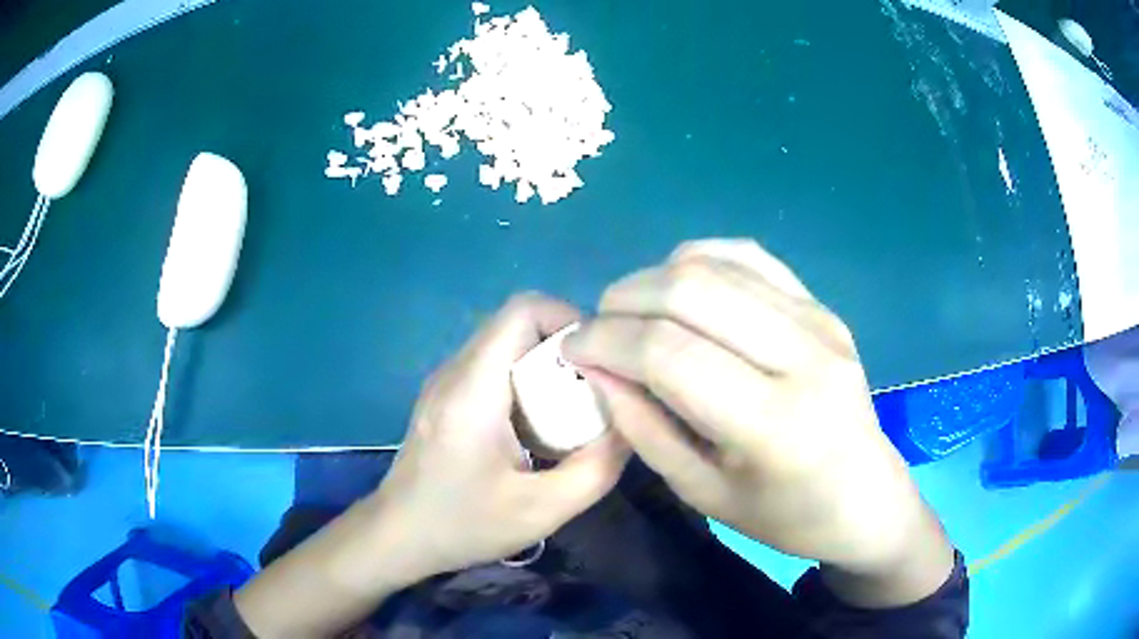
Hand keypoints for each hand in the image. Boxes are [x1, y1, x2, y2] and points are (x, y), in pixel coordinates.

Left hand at [370, 293, 629, 580]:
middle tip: (595, 391)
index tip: (600, 360)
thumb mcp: (541, 510)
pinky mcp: (445, 396)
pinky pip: (492, 366)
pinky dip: (525, 380)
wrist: (398, 536)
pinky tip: (537, 426)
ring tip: (571, 410)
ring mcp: (446, 381)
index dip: (568, 318)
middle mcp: (455, 371)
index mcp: (473, 388)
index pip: (522, 310)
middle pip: (517, 324)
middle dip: (564, 348)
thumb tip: (630, 425)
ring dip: (545, 365)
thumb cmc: (463, 524)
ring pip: (506, 344)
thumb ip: (596, 468)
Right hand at [564, 239, 953, 606]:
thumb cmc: (785, 516)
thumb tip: (596, 368)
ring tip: (632, 312)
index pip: (670, 354)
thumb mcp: (703, 493)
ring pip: (715, 263)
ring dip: (654, 278)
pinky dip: (699, 261)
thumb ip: (643, 428)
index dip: (606, 341)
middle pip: (690, 290)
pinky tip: (681, 290)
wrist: (865, 497)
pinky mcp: (823, 305)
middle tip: (597, 328)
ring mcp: (819, 319)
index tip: (571, 349)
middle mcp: (804, 355)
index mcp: (775, 424)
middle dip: (622, 300)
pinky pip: (749, 256)